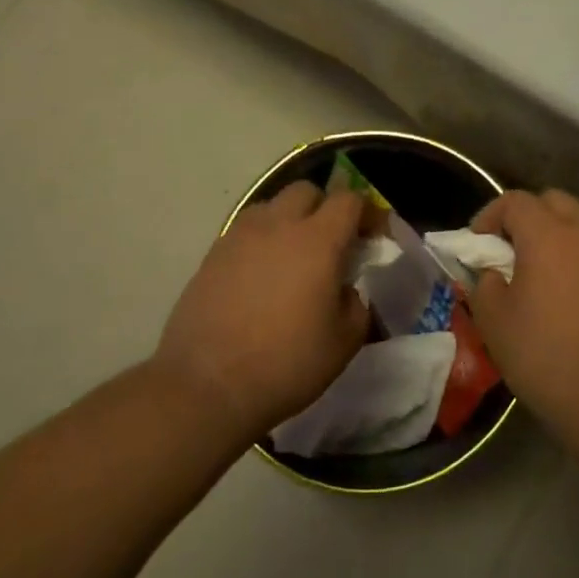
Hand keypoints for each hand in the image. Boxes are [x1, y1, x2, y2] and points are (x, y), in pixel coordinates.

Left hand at [154, 183, 369, 445]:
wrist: (207, 386)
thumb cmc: (286, 363)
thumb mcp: (344, 342)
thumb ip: (356, 304)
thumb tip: (345, 290)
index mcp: (318, 240)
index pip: (349, 199)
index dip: (366, 213)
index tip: (371, 237)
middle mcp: (279, 225)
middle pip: (307, 191)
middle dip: (324, 208)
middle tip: (331, 243)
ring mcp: (240, 236)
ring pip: (272, 206)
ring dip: (289, 220)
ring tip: (292, 256)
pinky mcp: (212, 254)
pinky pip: (245, 231)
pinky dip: (260, 241)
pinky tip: (260, 276)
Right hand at [467, 189, 578, 441]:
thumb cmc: (546, 355)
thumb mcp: (494, 322)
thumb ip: (485, 284)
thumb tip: (494, 273)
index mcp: (548, 235)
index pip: (515, 201)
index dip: (490, 215)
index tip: (477, 243)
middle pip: (552, 201)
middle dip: (525, 216)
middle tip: (507, 250)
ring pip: (577, 222)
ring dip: (553, 234)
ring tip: (536, 272)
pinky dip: (575, 255)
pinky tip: (564, 292)